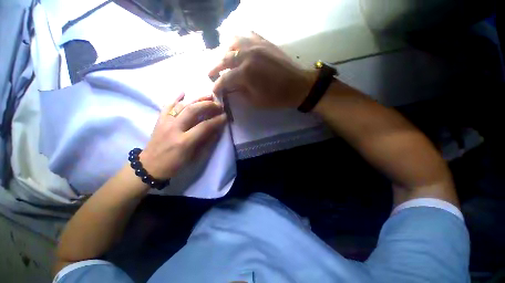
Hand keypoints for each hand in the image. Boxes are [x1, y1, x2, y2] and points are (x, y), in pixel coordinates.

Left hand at [139, 94, 225, 179]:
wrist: (150, 166)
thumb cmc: (175, 164)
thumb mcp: (193, 157)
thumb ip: (206, 142)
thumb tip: (216, 130)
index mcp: (184, 142)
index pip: (204, 126)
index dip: (216, 120)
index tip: (225, 116)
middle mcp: (174, 129)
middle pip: (192, 111)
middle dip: (207, 105)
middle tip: (217, 104)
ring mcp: (165, 123)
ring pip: (181, 105)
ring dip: (196, 99)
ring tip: (208, 95)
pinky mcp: (159, 121)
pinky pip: (167, 106)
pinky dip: (175, 98)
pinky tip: (183, 92)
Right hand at [209, 32, 316, 108]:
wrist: (298, 85)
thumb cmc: (277, 97)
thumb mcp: (255, 101)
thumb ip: (239, 93)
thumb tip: (229, 89)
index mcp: (245, 73)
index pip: (224, 79)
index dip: (217, 86)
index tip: (213, 91)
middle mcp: (247, 55)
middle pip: (224, 58)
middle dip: (214, 68)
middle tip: (210, 74)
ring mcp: (256, 45)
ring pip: (232, 42)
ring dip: (224, 51)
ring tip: (222, 60)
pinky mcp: (263, 41)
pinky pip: (246, 34)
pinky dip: (238, 40)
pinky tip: (237, 47)